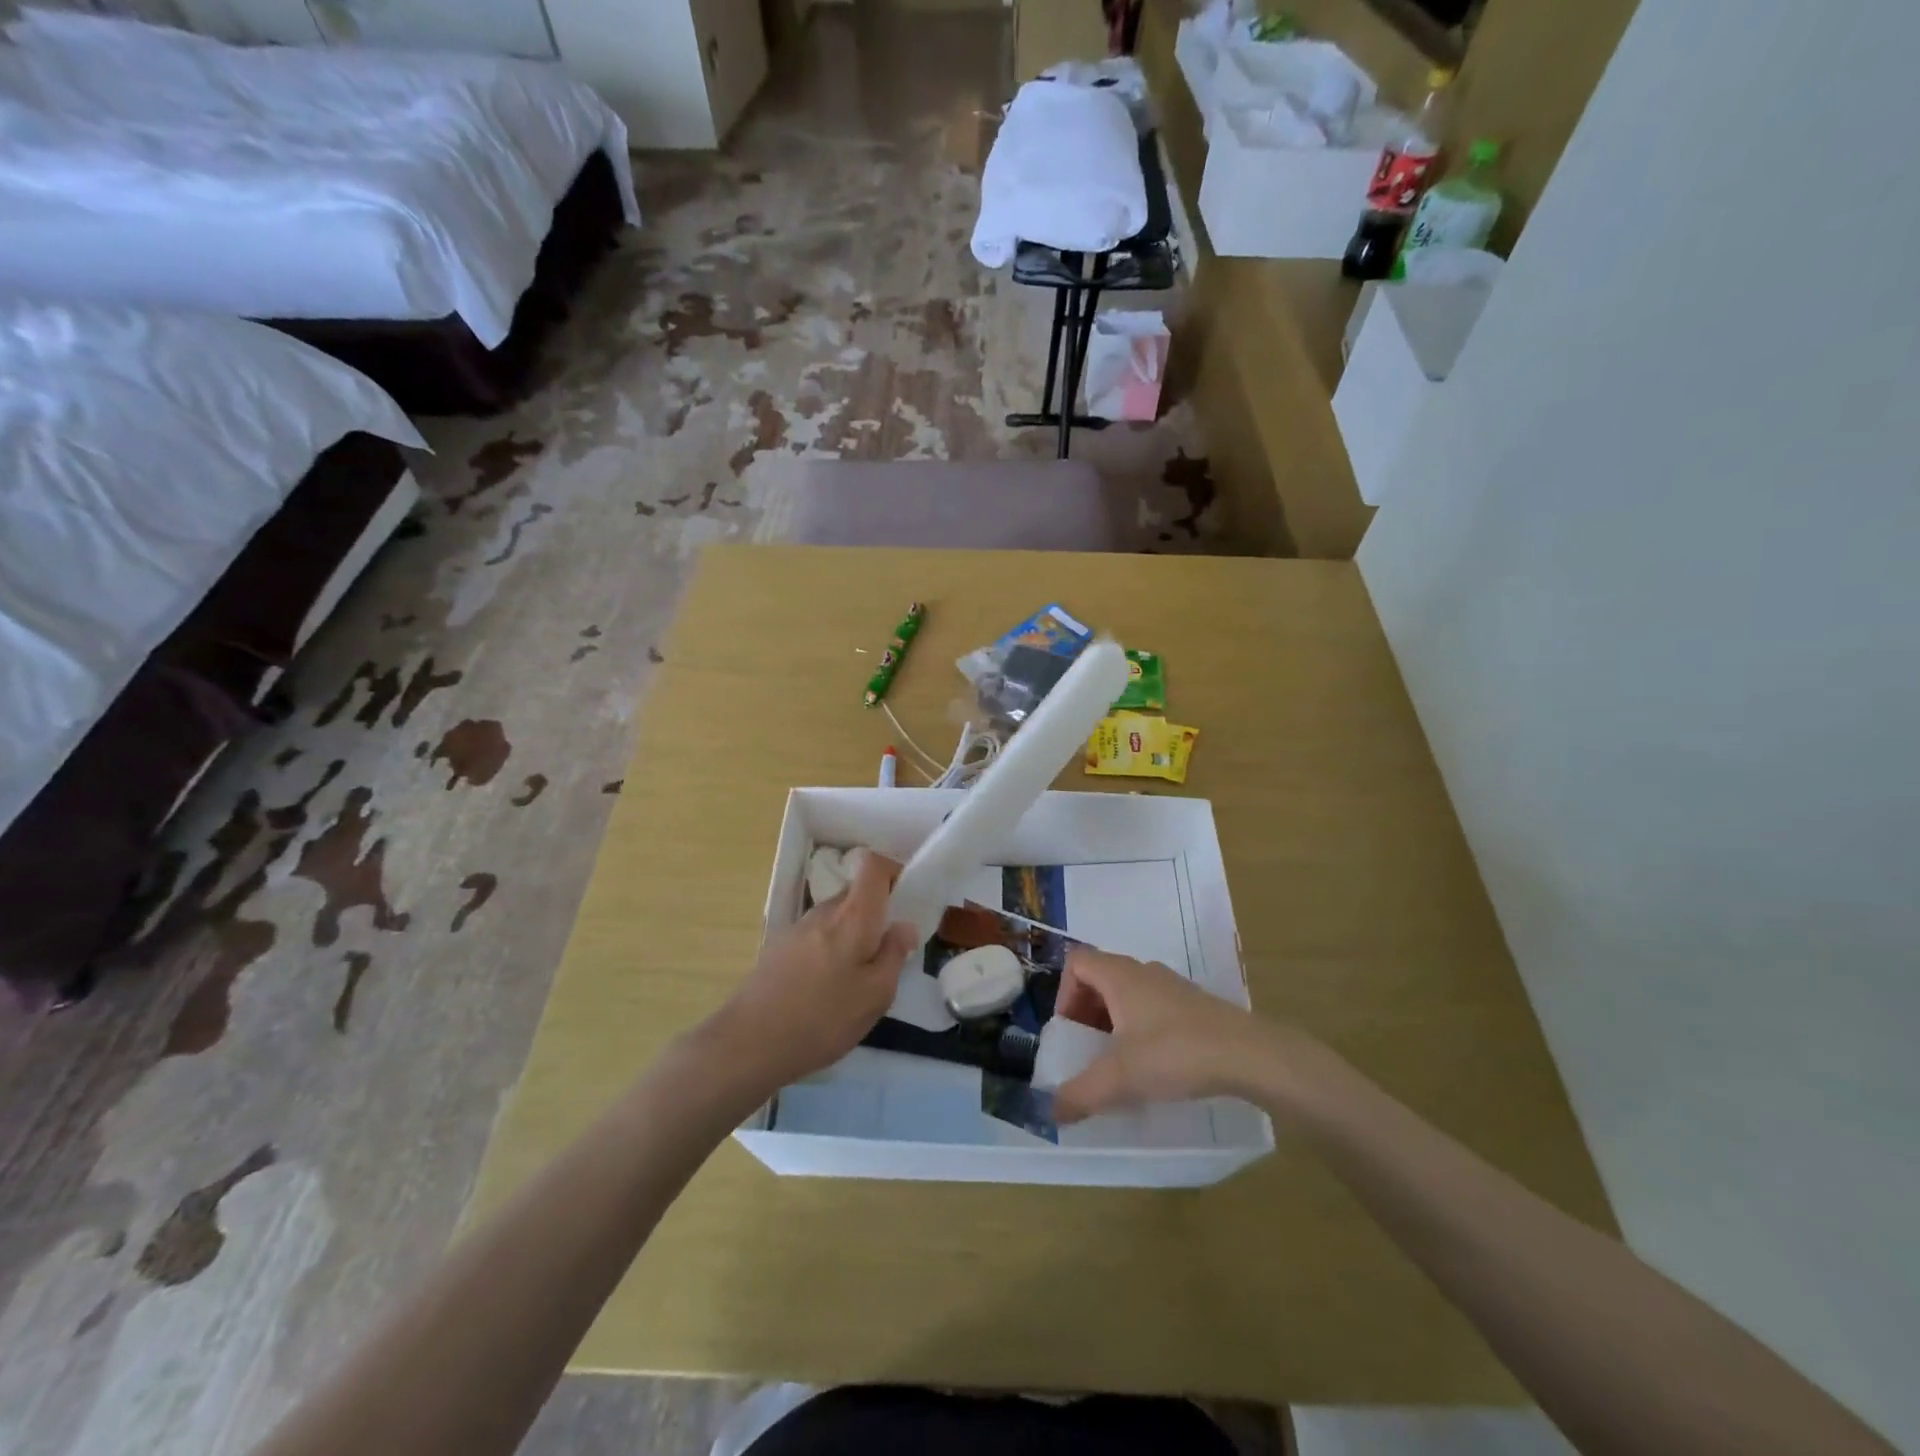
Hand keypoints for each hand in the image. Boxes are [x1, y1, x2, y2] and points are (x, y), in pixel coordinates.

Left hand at [712, 849, 917, 1089]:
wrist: (748, 1043)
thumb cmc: (823, 1018)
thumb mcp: (876, 995)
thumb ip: (894, 955)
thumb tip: (904, 925)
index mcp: (853, 915)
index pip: (874, 865)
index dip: (893, 871)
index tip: (906, 899)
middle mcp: (823, 911)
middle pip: (856, 893)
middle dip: (877, 914)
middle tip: (888, 954)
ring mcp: (797, 929)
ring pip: (836, 918)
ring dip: (852, 936)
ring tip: (857, 980)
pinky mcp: (779, 949)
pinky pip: (817, 937)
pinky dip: (830, 952)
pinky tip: (826, 991)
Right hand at [1052, 948, 1298, 1121]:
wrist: (1247, 1055)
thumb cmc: (1174, 1053)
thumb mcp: (1120, 1078)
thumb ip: (1081, 1094)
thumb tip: (1053, 1112)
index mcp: (1119, 975)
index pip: (1077, 962)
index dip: (1064, 992)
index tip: (1071, 1030)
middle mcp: (1143, 971)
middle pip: (1100, 977)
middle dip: (1087, 1012)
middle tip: (1089, 1050)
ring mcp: (1171, 986)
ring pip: (1128, 993)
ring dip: (1115, 1022)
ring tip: (1120, 1062)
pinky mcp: (1194, 1005)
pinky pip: (1153, 1007)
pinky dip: (1142, 1028)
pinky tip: (1155, 1065)